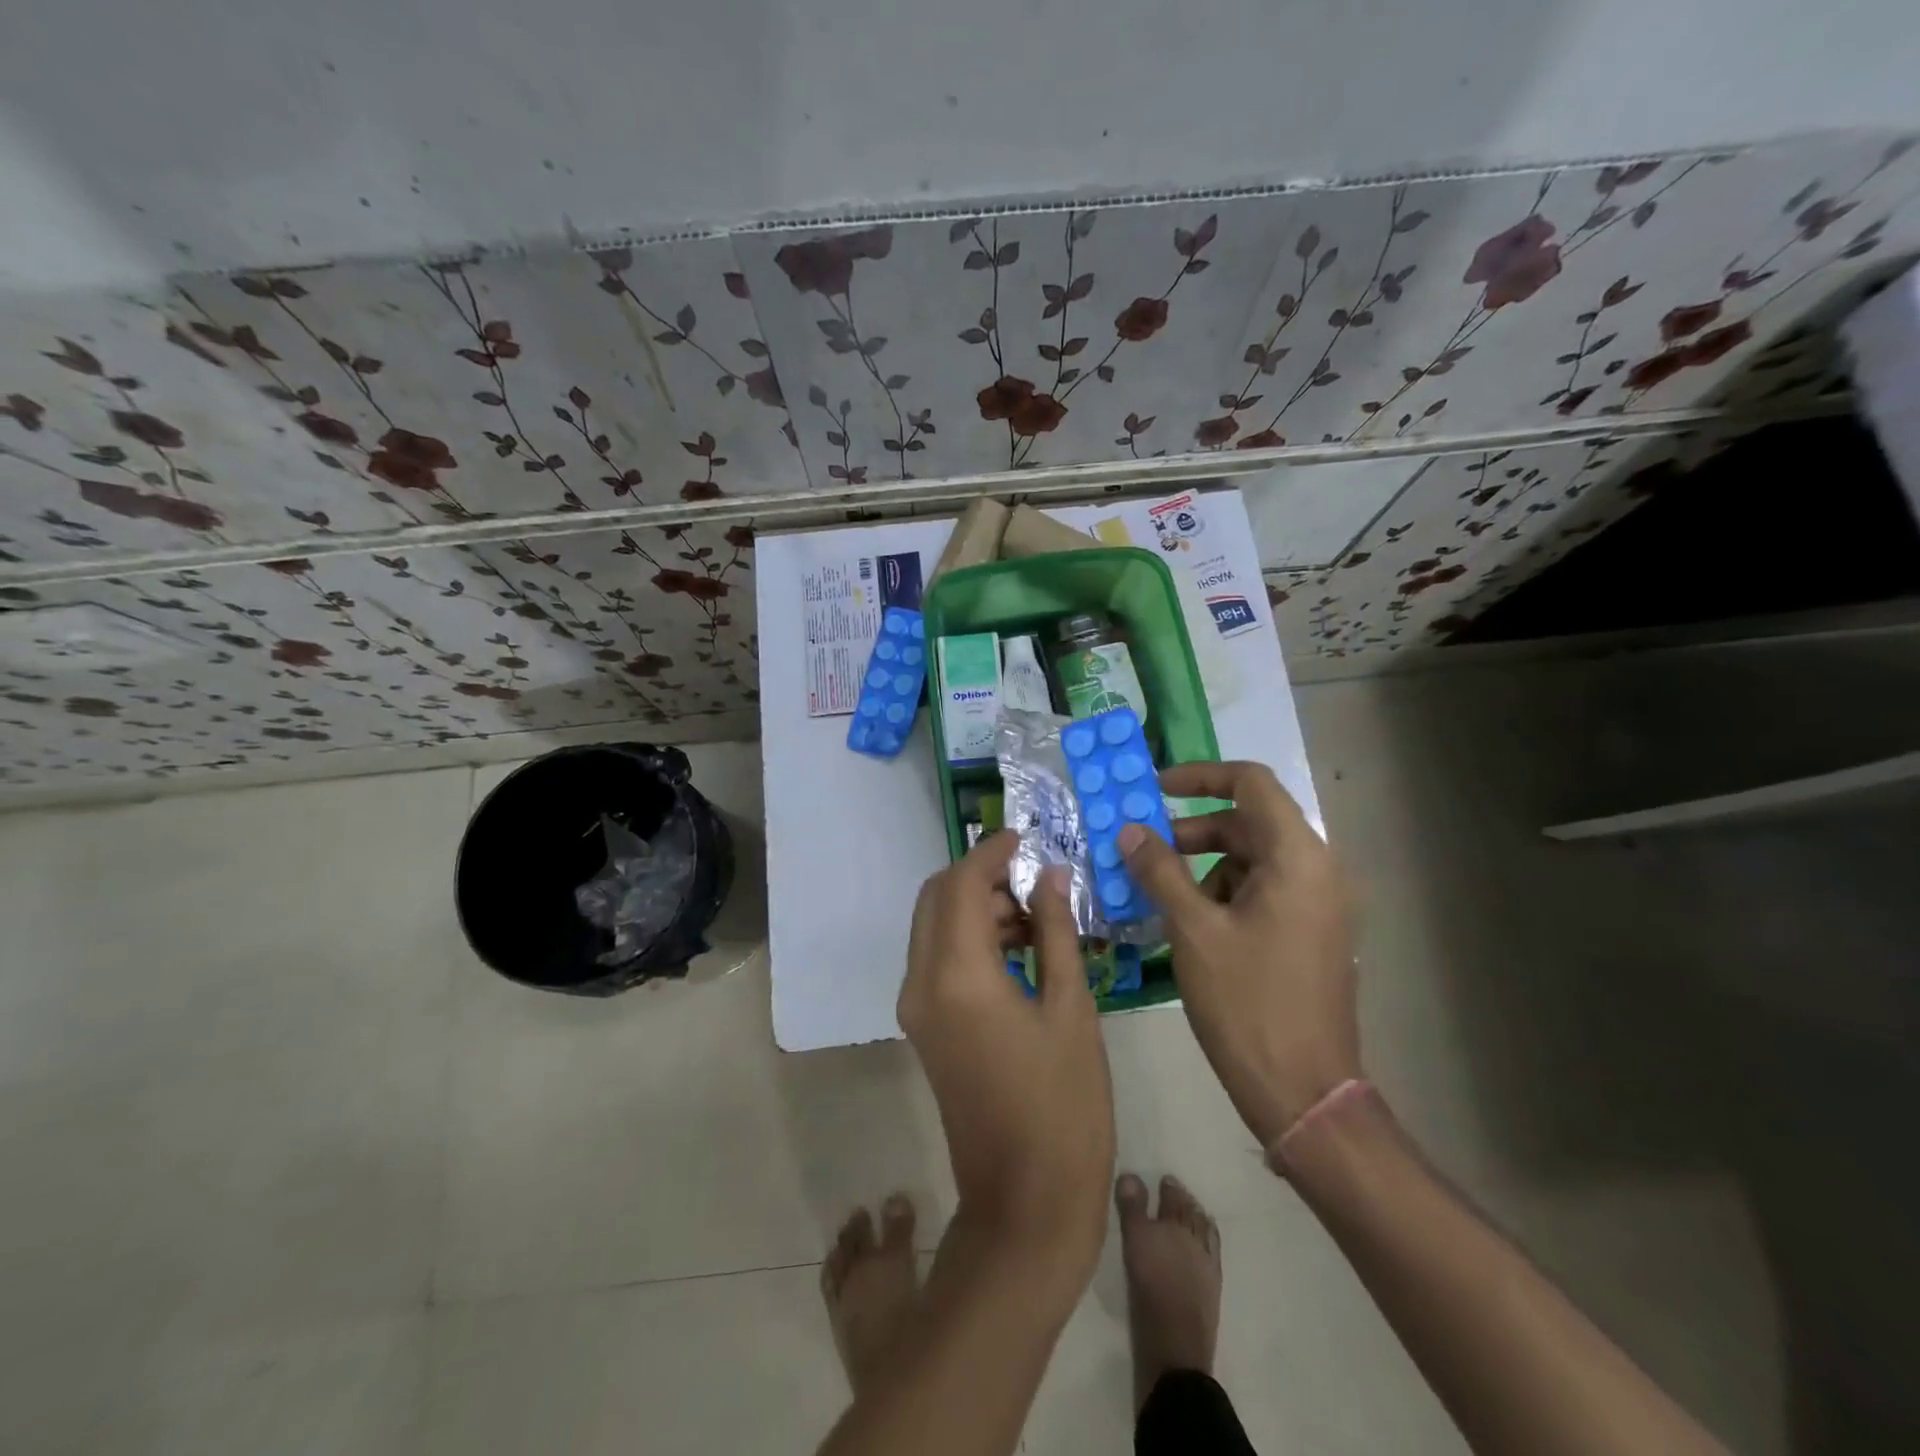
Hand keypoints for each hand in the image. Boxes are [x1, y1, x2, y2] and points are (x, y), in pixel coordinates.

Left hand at [899, 831, 1114, 1273]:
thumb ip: (1054, 931)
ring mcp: (916, 1007)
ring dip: (975, 906)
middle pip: (935, 898)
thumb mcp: (1070, 1008)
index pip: (961, 884)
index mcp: (957, 975)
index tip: (1025, 837)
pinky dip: (969, 938)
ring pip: (933, 926)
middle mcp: (921, 982)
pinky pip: (937, 958)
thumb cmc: (1064, 1105)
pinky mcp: (923, 1026)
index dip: (991, 853)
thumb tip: (1050, 875)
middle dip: (979, 876)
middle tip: (1034, 877)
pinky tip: (1018, 948)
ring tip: (1036, 913)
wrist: (1026, 1203)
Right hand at [1118, 762, 1359, 1147]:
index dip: (1200, 776)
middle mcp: (1318, 870)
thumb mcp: (1193, 929)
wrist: (1303, 1093)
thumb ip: (1159, 870)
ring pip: (1253, 859)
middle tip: (1143, 849)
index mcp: (1298, 858)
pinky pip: (1263, 890)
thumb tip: (1129, 830)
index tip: (1154, 789)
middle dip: (1192, 830)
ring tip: (1161, 896)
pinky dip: (1223, 892)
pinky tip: (1189, 923)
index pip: (1251, 784)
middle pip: (1249, 822)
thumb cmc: (1247, 1003)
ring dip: (1204, 865)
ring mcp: (1319, 904)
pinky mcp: (1312, 932)